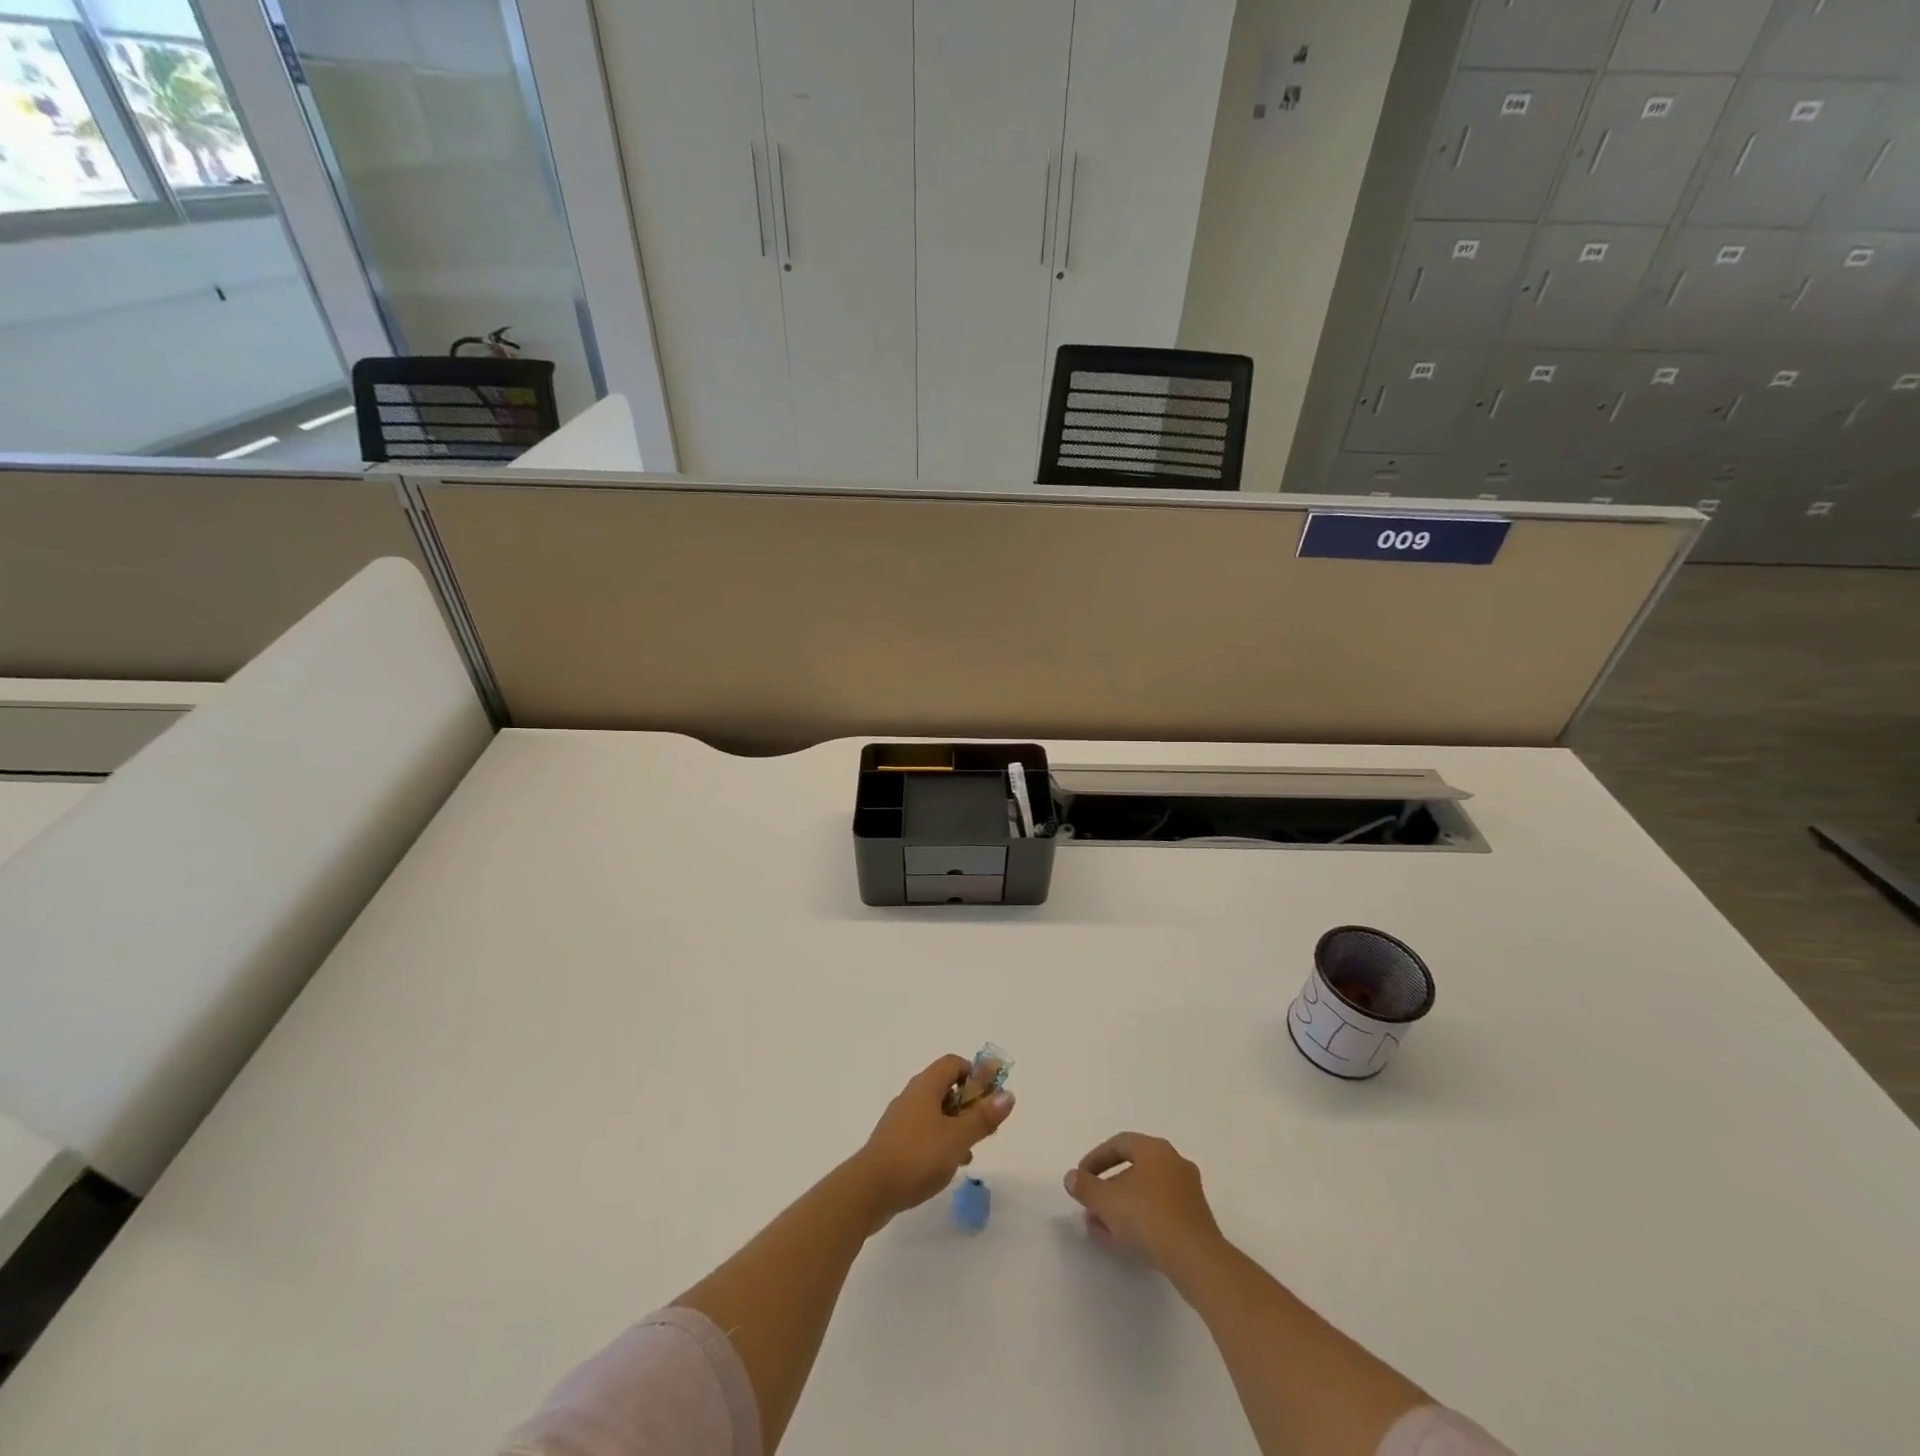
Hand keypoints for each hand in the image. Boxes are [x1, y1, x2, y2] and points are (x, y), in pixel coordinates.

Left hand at [852, 1055, 1014, 1229]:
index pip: (954, 1063)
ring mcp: (901, 1119)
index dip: (975, 1074)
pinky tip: (948, 1165)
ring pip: (936, 1112)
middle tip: (985, 1128)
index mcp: (926, 1085)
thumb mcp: (958, 1137)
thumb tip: (1008, 1094)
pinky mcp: (895, 1141)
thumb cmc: (918, 1156)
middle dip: (969, 1103)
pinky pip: (924, 1131)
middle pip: (946, 1087)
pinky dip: (940, 1140)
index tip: (990, 1098)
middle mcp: (912, 1095)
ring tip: (970, 1151)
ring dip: (956, 1125)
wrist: (869, 1190)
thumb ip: (983, 1117)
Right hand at [1064, 1132, 1223, 1272]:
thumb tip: (1071, 1177)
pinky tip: (1121, 1241)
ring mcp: (1188, 1193)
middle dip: (1108, 1187)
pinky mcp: (1195, 1221)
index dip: (1096, 1159)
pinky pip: (1160, 1213)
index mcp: (1155, 1150)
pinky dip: (1139, 1221)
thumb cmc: (1148, 1218)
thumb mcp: (1107, 1201)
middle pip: (1134, 1169)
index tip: (1081, 1177)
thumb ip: (1085, 1187)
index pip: (1119, 1144)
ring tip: (1099, 1227)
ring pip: (1146, 1193)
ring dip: (1121, 1207)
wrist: (1196, 1260)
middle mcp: (1174, 1164)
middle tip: (1090, 1203)